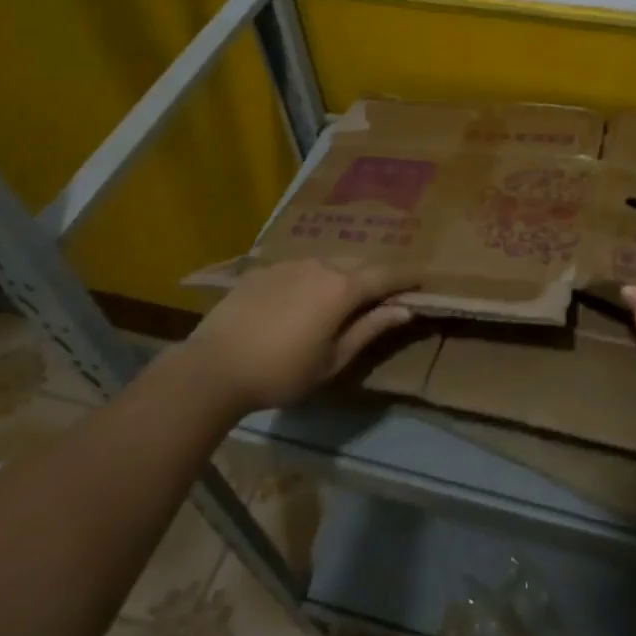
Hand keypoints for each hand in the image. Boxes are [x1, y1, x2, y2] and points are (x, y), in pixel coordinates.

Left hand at [187, 259, 420, 415]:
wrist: (214, 366)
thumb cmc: (281, 372)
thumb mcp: (333, 360)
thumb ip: (370, 330)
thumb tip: (405, 310)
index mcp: (342, 288)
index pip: (385, 276)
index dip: (406, 278)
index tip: (421, 281)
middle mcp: (320, 266)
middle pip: (357, 264)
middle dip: (374, 276)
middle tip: (382, 294)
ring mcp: (289, 264)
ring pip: (327, 263)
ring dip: (342, 275)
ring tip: (342, 296)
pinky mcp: (263, 269)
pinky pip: (299, 268)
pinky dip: (312, 278)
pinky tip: (302, 299)